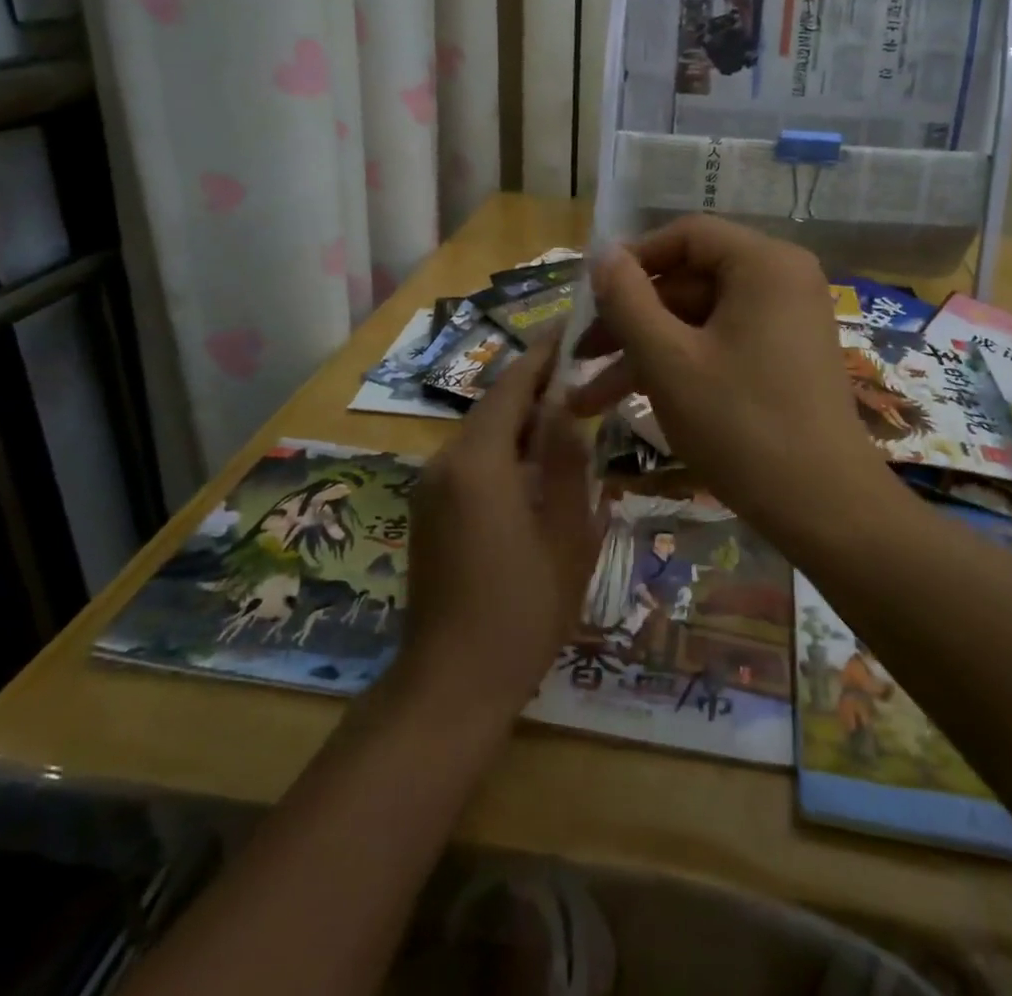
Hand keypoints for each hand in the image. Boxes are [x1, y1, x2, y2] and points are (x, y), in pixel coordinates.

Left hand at [399, 334, 602, 716]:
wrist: (450, 684)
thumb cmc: (521, 611)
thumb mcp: (564, 534)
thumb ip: (565, 462)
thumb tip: (567, 406)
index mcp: (478, 463)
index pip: (511, 387)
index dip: (542, 355)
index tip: (571, 327)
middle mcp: (444, 464)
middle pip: (494, 408)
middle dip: (536, 387)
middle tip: (583, 373)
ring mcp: (430, 489)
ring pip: (483, 436)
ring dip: (521, 422)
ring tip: (569, 415)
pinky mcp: (428, 512)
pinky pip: (471, 464)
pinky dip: (505, 452)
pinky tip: (538, 466)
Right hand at [567, 216, 881, 520]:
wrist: (823, 506)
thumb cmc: (740, 424)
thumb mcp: (668, 360)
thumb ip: (627, 300)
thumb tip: (603, 253)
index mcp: (764, 263)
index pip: (685, 236)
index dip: (631, 261)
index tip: (590, 298)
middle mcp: (782, 280)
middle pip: (689, 281)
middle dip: (629, 323)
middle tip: (581, 359)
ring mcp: (786, 321)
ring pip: (698, 321)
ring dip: (644, 355)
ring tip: (588, 400)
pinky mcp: (784, 358)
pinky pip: (721, 345)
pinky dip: (680, 368)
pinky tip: (634, 403)